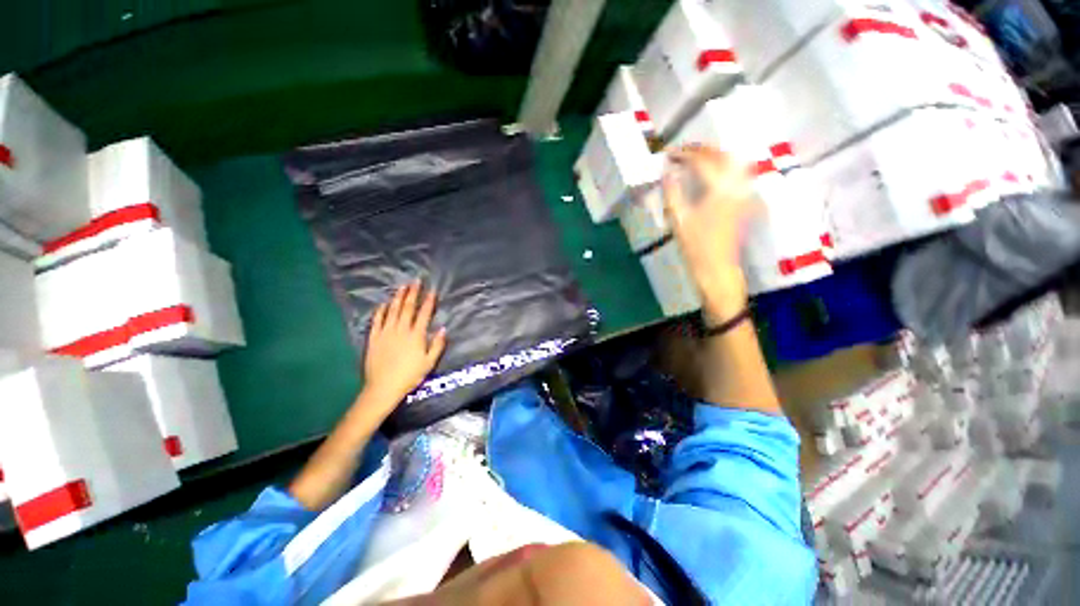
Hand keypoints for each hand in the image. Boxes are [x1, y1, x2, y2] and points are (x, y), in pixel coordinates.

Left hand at [363, 282, 447, 409]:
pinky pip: (377, 320)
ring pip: (392, 310)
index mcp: (416, 335)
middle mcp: (401, 330)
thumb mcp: (429, 362)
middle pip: (407, 307)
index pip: (424, 313)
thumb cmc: (410, 376)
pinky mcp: (373, 338)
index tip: (432, 290)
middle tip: (415, 281)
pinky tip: (383, 304)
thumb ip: (437, 345)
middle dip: (412, 293)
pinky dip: (381, 311)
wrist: (383, 387)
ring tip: (402, 286)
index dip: (428, 301)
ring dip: (398, 297)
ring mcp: (386, 332)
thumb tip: (443, 328)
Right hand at [664, 145, 759, 320]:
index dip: (684, 153)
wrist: (717, 269)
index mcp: (719, 188)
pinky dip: (723, 167)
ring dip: (714, 155)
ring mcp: (743, 193)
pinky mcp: (743, 202)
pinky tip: (711, 173)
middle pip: (722, 155)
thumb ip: (672, 192)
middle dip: (701, 149)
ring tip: (696, 158)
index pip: (702, 160)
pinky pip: (736, 174)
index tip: (668, 153)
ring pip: (733, 162)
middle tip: (682, 151)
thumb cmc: (695, 247)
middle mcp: (736, 185)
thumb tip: (667, 172)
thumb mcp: (678, 219)